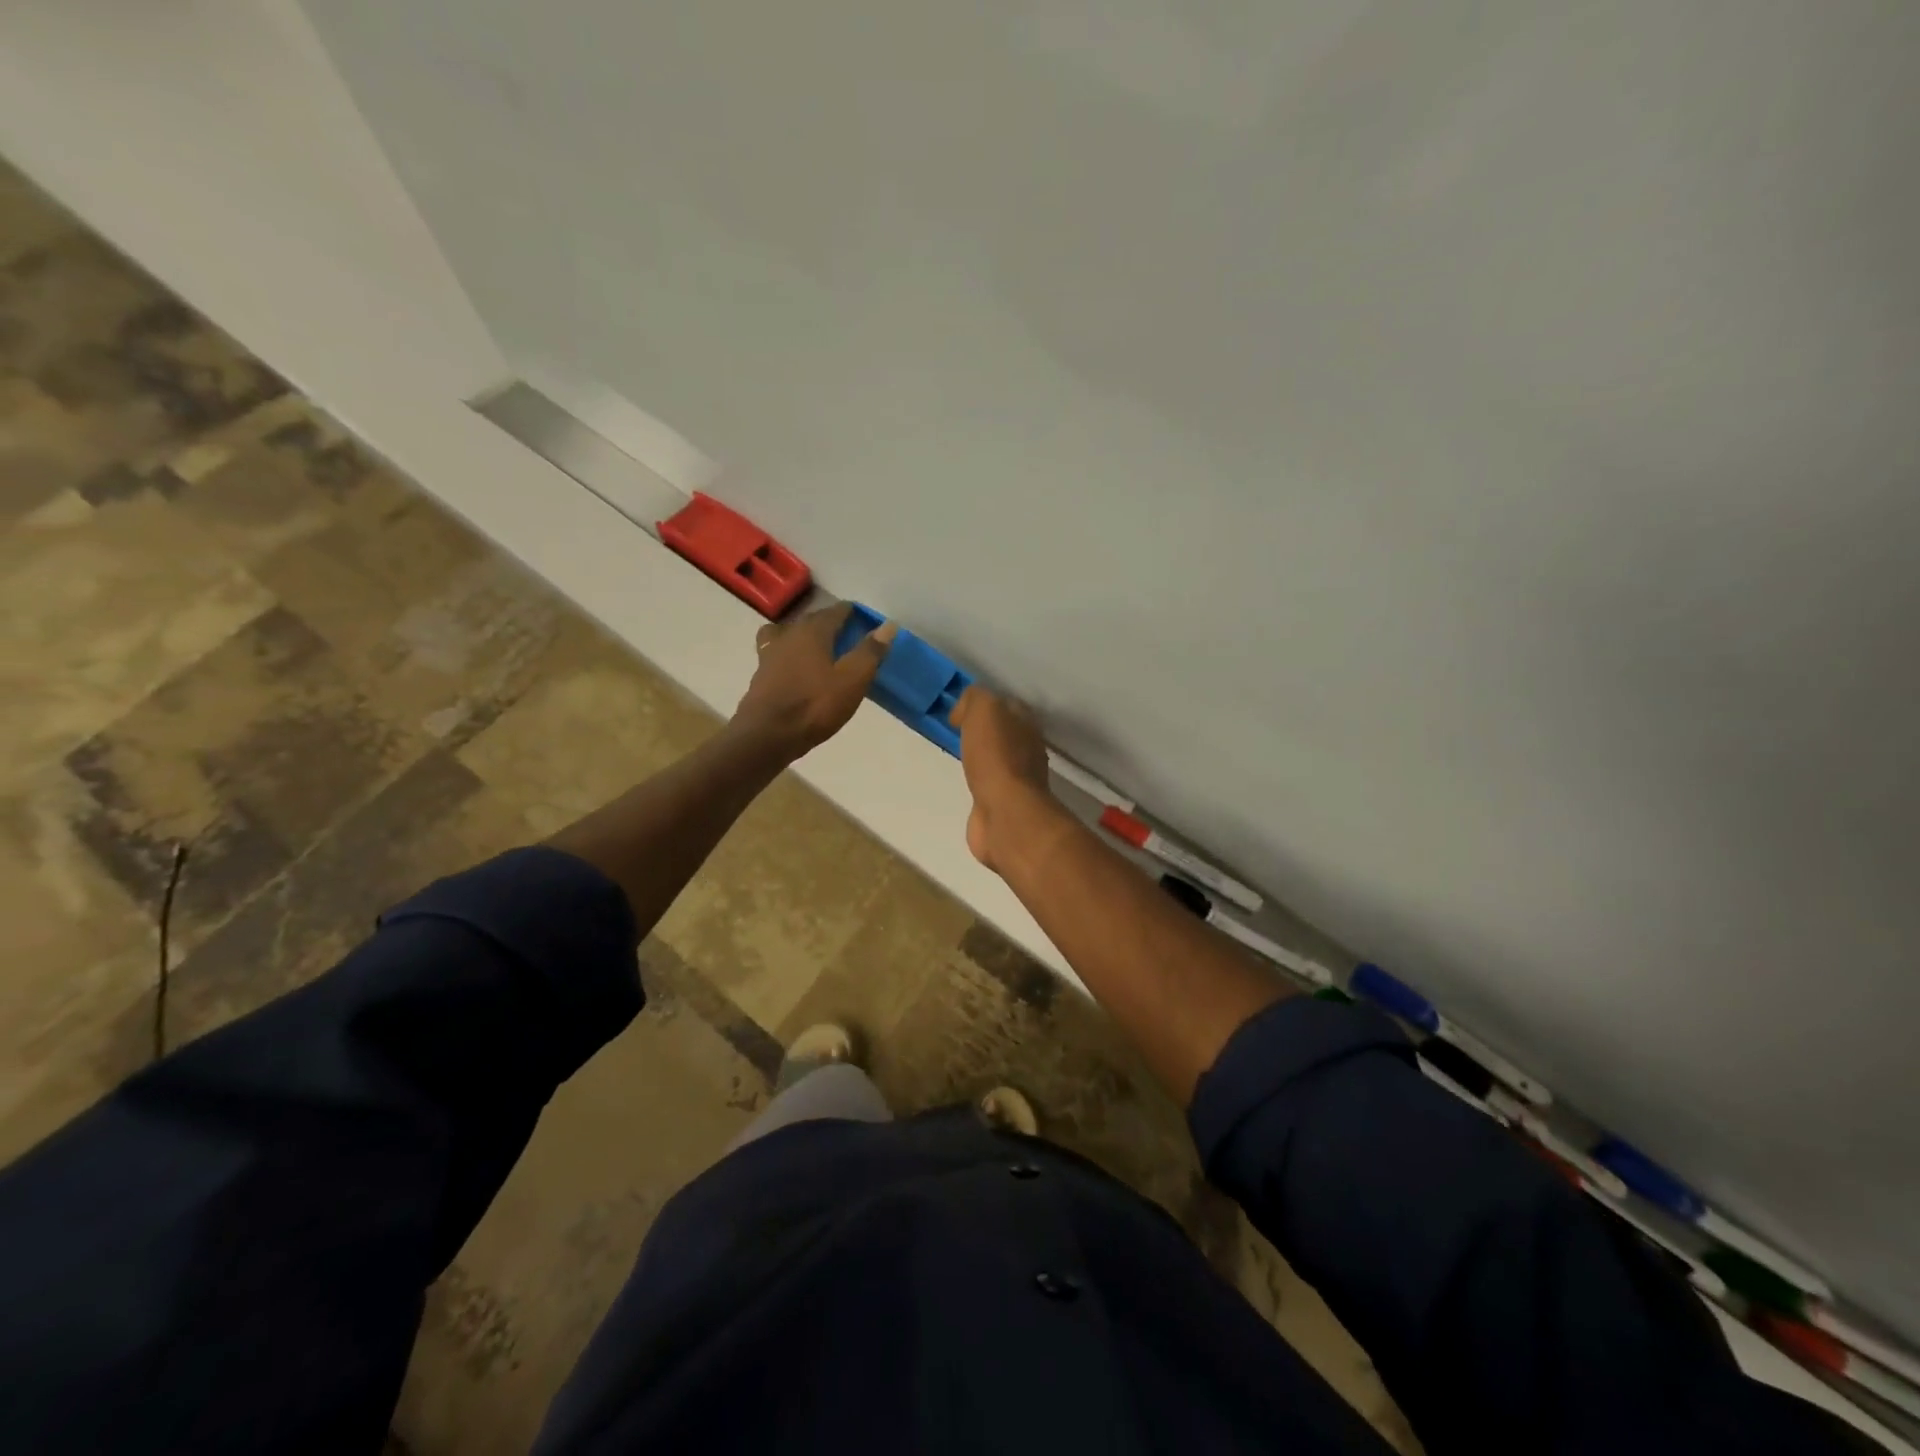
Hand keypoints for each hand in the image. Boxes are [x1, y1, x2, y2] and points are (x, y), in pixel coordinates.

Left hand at [732, 603, 896, 759]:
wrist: (767, 735)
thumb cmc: (814, 706)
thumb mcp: (852, 680)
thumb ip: (870, 651)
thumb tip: (888, 625)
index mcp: (813, 631)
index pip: (835, 611)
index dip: (851, 613)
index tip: (864, 619)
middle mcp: (789, 634)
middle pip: (812, 619)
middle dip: (830, 622)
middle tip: (848, 634)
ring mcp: (770, 653)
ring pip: (790, 633)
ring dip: (806, 635)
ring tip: (819, 648)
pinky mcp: (760, 674)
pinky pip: (778, 652)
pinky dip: (790, 653)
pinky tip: (796, 667)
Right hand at [949, 685, 1060, 872]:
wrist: (1004, 811)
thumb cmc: (995, 756)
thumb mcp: (983, 709)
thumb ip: (975, 699)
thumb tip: (964, 711)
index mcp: (1026, 723)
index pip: (1006, 705)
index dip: (983, 705)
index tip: (958, 714)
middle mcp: (1028, 749)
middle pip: (1004, 733)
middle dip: (984, 732)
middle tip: (957, 734)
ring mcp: (1019, 779)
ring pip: (997, 759)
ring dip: (982, 758)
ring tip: (960, 757)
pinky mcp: (1005, 804)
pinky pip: (990, 784)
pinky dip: (979, 782)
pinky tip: (967, 782)